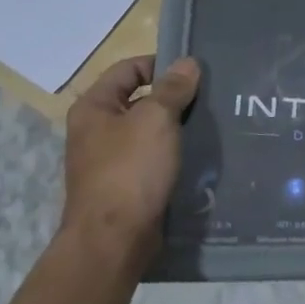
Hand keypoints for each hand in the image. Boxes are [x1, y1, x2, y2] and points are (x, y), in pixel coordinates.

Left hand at [62, 55, 199, 275]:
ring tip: (210, 124)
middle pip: (140, 99)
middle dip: (173, 97)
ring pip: (149, 131)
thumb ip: (173, 88)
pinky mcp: (125, 185)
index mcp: (94, 107)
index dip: (161, 64)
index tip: (196, 73)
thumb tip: (188, 62)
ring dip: (176, 127)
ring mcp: (109, 160)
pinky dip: (173, 153)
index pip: (129, 68)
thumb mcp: (156, 119)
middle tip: (209, 97)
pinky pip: (152, 158)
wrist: (114, 240)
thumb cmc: (130, 170)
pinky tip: (198, 154)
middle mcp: (96, 130)